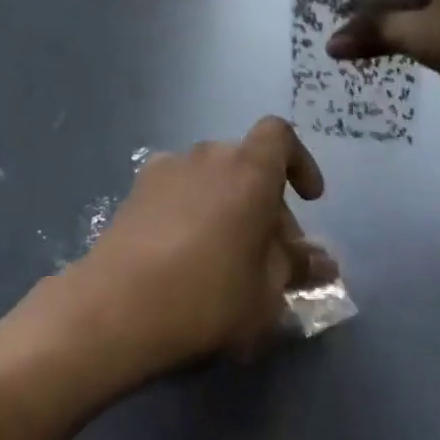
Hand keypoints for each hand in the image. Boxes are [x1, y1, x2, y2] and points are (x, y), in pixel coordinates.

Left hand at [58, 117, 332, 384]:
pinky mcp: (138, 188)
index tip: (309, 199)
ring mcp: (169, 167)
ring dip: (229, 205)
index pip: (280, 135)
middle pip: (248, 164)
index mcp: (249, 170)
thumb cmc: (207, 296)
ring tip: (228, 257)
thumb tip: (321, 261)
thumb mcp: (266, 294)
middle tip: (271, 256)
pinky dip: (194, 208)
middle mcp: (209, 155)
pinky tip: (186, 252)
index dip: (299, 161)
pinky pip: (181, 187)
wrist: (117, 305)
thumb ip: (295, 268)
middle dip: (267, 203)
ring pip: (214, 177)